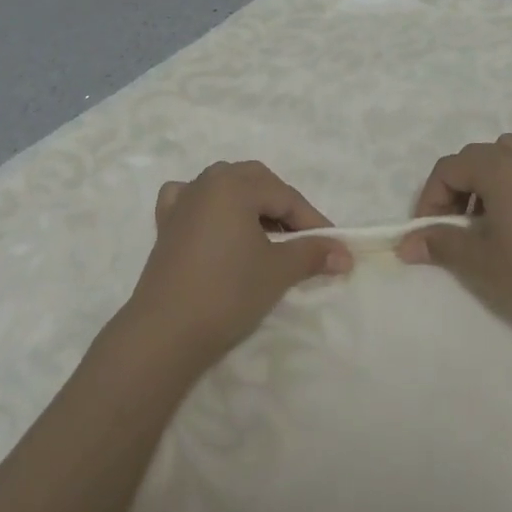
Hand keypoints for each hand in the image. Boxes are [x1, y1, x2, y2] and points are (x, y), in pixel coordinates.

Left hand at [120, 161, 351, 368]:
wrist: (166, 331)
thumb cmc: (227, 293)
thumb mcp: (277, 271)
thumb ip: (312, 254)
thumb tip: (346, 253)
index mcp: (235, 183)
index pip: (285, 196)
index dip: (312, 220)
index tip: (333, 245)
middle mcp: (208, 181)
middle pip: (255, 182)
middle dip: (282, 205)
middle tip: (301, 238)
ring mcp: (183, 199)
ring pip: (225, 186)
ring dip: (250, 203)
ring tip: (267, 233)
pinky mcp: (166, 223)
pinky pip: (191, 198)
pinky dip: (207, 204)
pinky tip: (213, 219)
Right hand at [396, 134, 511, 345]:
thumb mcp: (480, 261)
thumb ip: (440, 243)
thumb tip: (406, 244)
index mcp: (496, 166)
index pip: (448, 169)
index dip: (431, 199)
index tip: (428, 233)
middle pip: (475, 159)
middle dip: (457, 189)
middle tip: (453, 229)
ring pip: (509, 153)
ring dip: (491, 177)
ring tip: (490, 215)